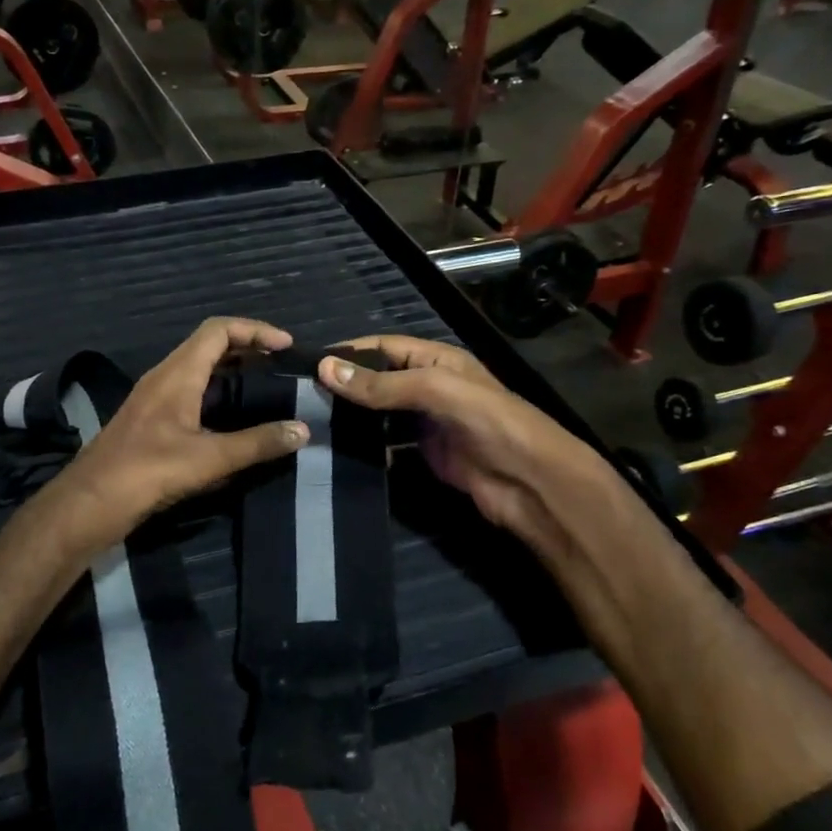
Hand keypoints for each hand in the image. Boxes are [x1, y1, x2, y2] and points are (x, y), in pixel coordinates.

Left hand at [44, 318, 308, 552]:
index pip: (218, 330)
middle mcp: (164, 377)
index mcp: (177, 374)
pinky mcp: (151, 421)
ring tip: (266, 387)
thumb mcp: (208, 459)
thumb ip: (256, 444)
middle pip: (209, 345)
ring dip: (232, 371)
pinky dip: (218, 393)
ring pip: (199, 369)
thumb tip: (302, 430)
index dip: (254, 330)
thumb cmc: (147, 472)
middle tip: (281, 366)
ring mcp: (155, 399)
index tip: (286, 346)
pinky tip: (235, 418)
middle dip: (247, 348)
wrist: (90, 502)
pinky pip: (191, 392)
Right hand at [318, 335, 619, 556]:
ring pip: (379, 413)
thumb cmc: (490, 424)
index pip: (382, 347)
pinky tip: (337, 450)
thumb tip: (324, 367)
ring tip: (310, 423)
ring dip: (351, 416)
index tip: (306, 366)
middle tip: (300, 398)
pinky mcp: (425, 454)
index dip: (348, 353)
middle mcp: (429, 386)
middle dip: (344, 385)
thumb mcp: (437, 391)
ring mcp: (426, 422)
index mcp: (436, 360)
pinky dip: (365, 446)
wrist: (531, 484)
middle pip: (378, 379)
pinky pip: (387, 444)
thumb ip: (383, 383)